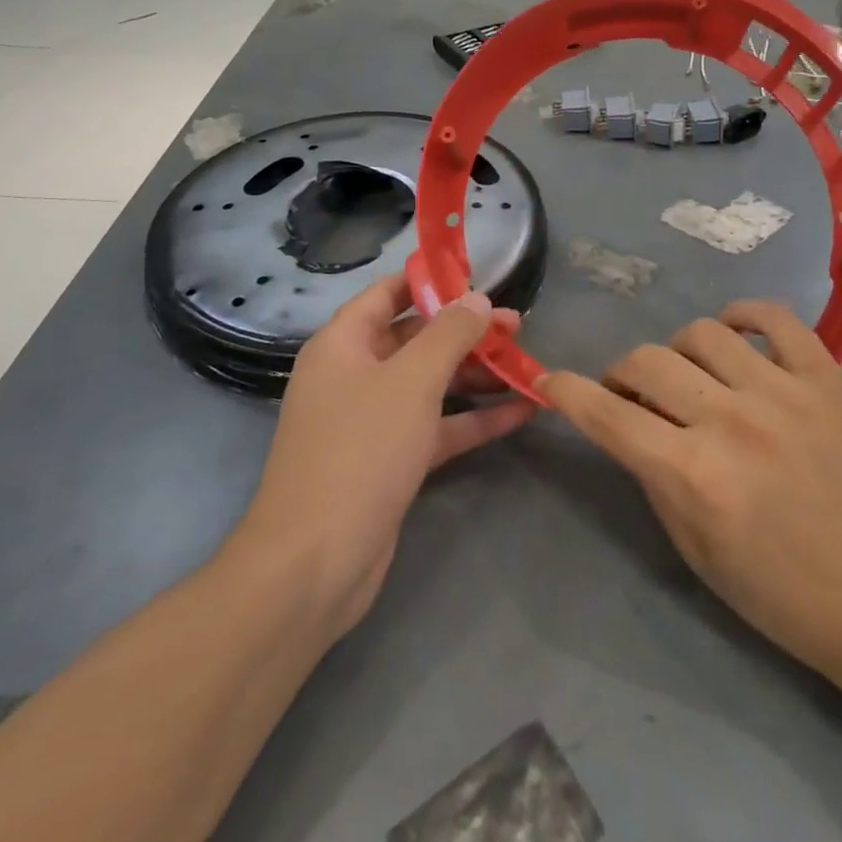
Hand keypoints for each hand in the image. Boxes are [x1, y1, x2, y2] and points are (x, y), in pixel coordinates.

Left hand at [239, 277, 535, 638]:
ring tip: (526, 365)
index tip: (478, 277)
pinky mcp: (391, 460)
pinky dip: (474, 417)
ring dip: (476, 374)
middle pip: (416, 338)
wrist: (316, 563)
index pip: (389, 294)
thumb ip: (449, 334)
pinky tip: (521, 412)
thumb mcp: (412, 381)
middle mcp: (354, 375)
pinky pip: (437, 425)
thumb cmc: (360, 451)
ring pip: (430, 383)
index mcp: (344, 344)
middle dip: (466, 331)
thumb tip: (477, 299)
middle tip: (517, 326)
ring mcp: (372, 420)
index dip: (431, 282)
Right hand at [539, 300, 841, 682]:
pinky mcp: (826, 377)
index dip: (568, 393)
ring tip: (690, 376)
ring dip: (677, 351)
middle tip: (632, 394)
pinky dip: (743, 314)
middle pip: (647, 361)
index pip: (607, 414)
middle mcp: (731, 421)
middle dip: (622, 374)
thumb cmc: (781, 593)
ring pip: (701, 332)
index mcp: (693, 475)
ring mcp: (783, 391)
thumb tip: (626, 424)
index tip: (551, 381)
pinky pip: (774, 317)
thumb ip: (653, 476)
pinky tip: (733, 333)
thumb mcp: (695, 550)